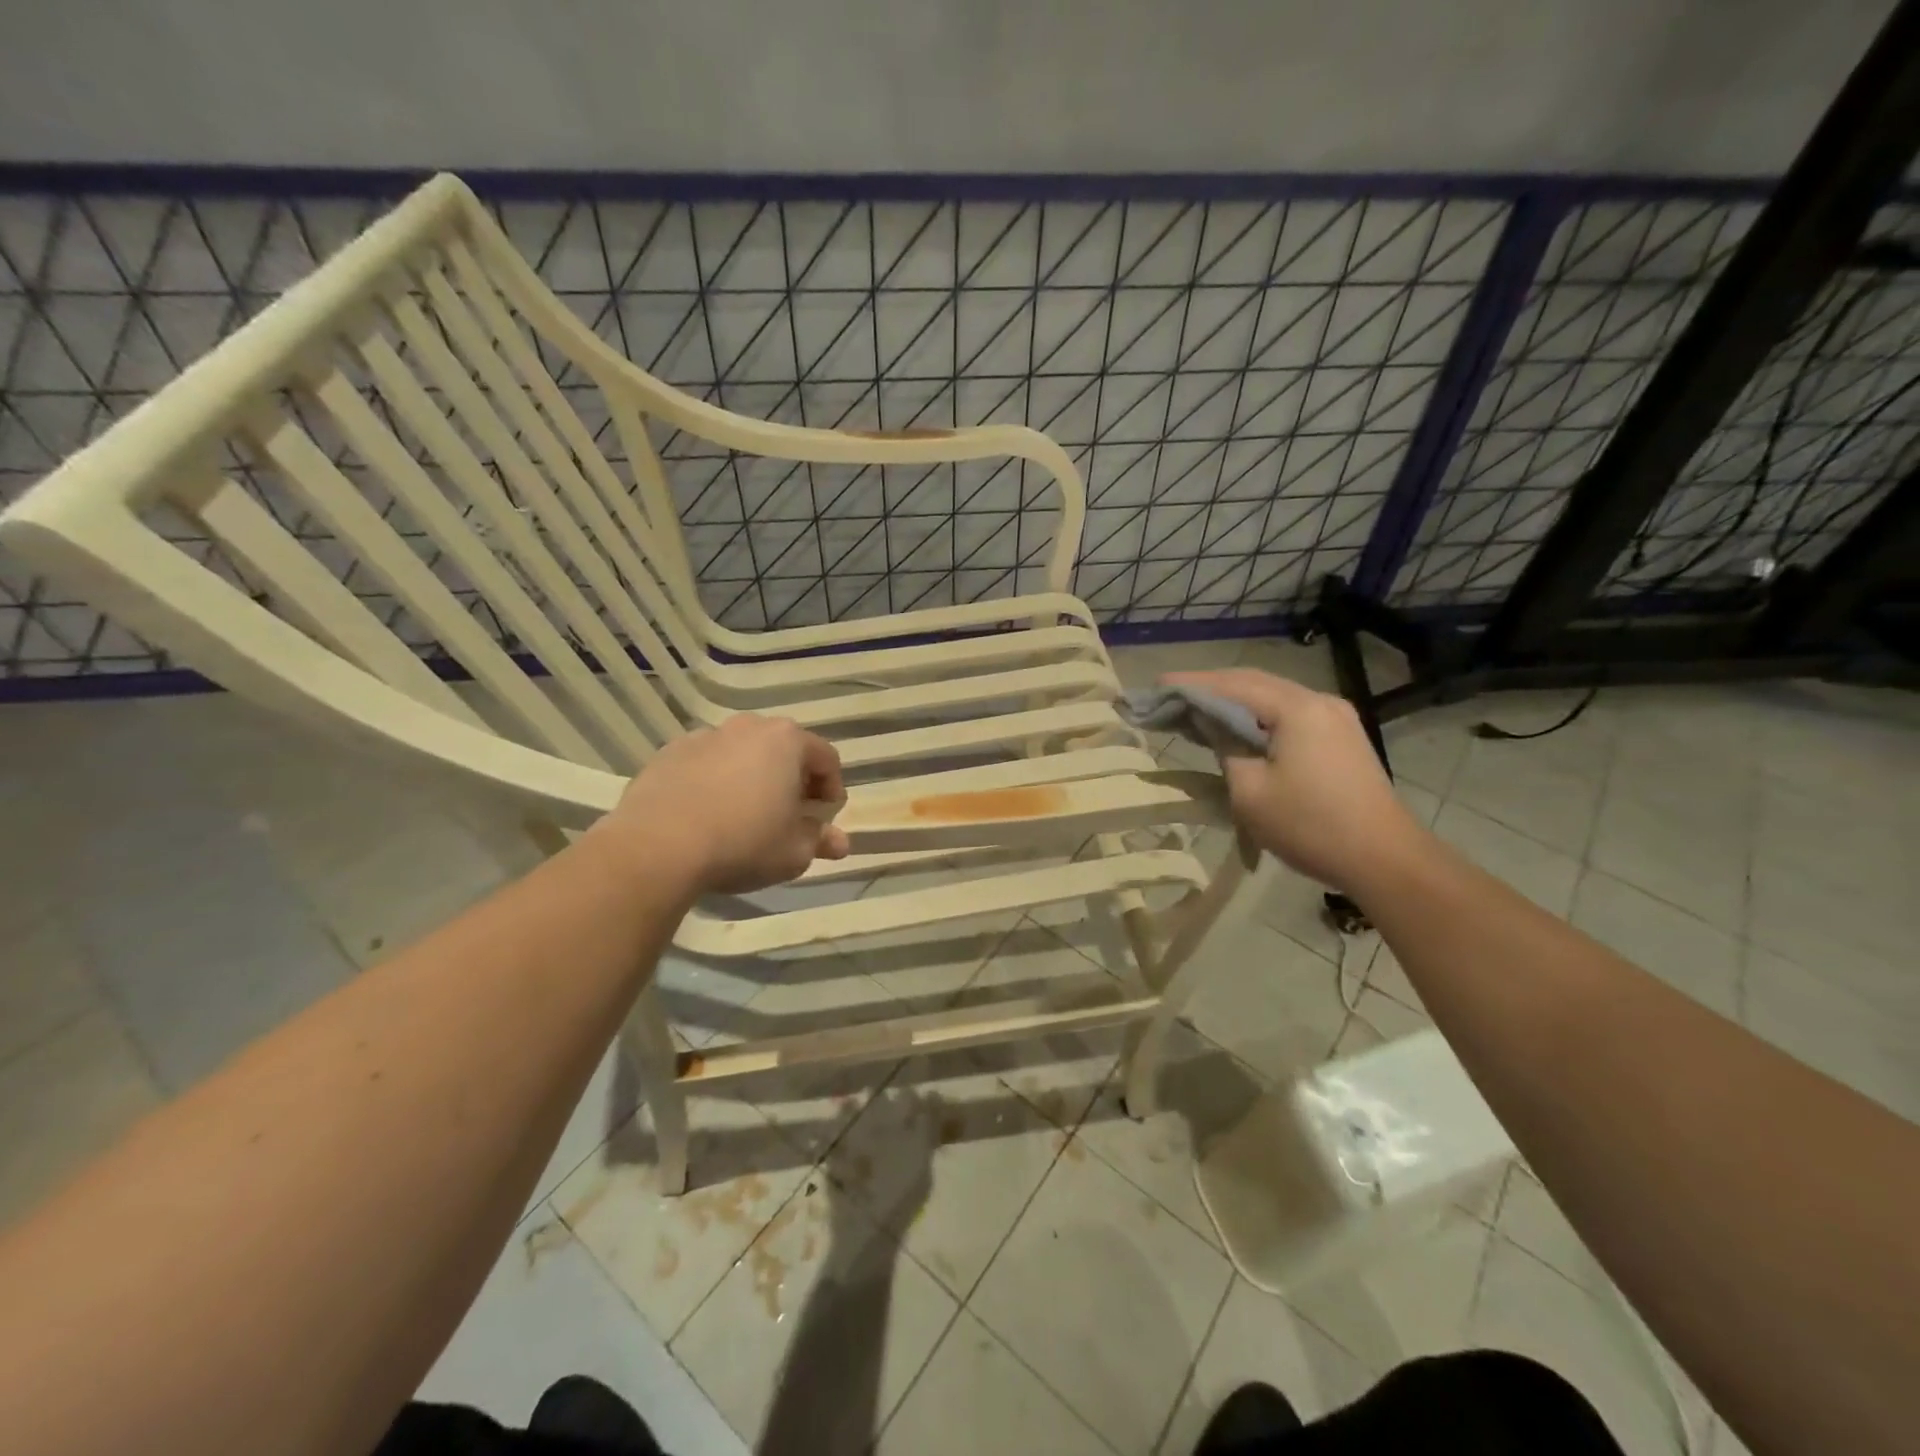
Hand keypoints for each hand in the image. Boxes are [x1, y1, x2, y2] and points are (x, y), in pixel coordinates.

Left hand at [597, 715, 850, 895]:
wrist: (657, 846)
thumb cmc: (743, 843)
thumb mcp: (794, 851)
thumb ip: (820, 840)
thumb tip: (839, 842)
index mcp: (788, 741)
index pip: (826, 759)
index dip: (832, 790)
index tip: (824, 819)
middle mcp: (749, 727)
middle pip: (784, 750)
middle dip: (793, 780)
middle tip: (789, 815)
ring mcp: (705, 736)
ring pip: (742, 754)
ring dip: (752, 778)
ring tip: (745, 815)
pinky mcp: (669, 753)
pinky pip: (705, 764)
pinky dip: (714, 782)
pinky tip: (706, 814)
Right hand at [1162, 669, 1424, 896]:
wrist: (1385, 859)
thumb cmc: (1310, 826)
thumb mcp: (1250, 791)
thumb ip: (1224, 746)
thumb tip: (1207, 720)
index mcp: (1296, 709)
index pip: (1231, 685)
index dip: (1190, 685)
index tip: (1155, 687)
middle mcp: (1319, 700)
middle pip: (1254, 682)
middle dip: (1210, 688)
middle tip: (1170, 698)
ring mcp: (1336, 716)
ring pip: (1273, 697)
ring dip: (1234, 702)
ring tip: (1196, 711)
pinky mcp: (1342, 736)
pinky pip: (1290, 714)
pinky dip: (1258, 716)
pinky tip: (1238, 728)